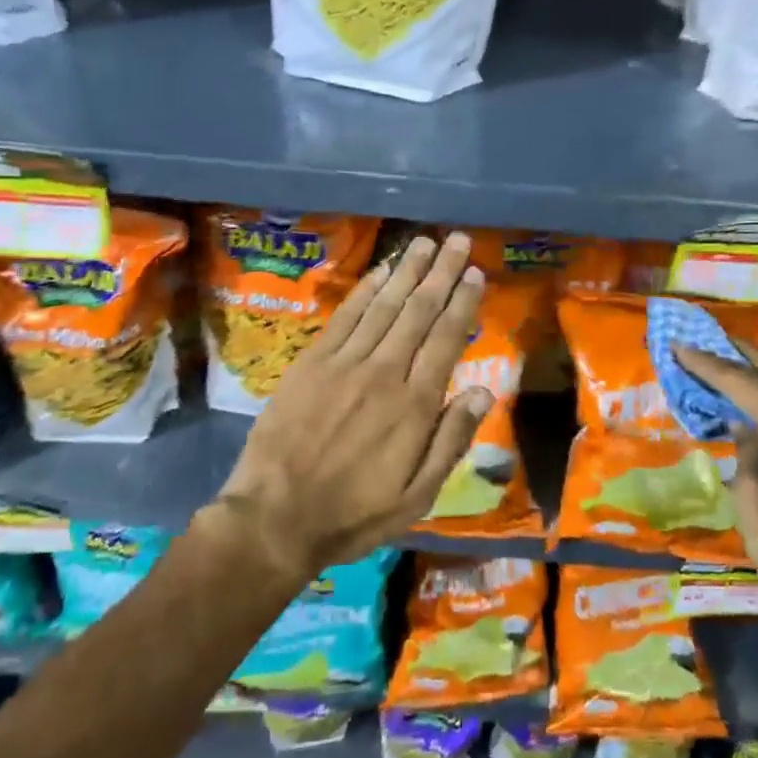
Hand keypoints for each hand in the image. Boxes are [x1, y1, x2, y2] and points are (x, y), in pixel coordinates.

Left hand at [213, 232, 490, 579]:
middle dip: (441, 273)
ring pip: (384, 305)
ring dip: (407, 270)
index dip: (462, 303)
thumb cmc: (353, 513)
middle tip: (458, 240)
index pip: (446, 339)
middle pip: (418, 311)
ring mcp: (345, 363)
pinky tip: (381, 271)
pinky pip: (346, 316)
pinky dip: (366, 290)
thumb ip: (451, 440)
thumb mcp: (417, 496)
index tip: (475, 274)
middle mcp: (384, 372)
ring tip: (426, 242)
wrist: (275, 517)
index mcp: (414, 405)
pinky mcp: (312, 362)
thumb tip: (482, 390)